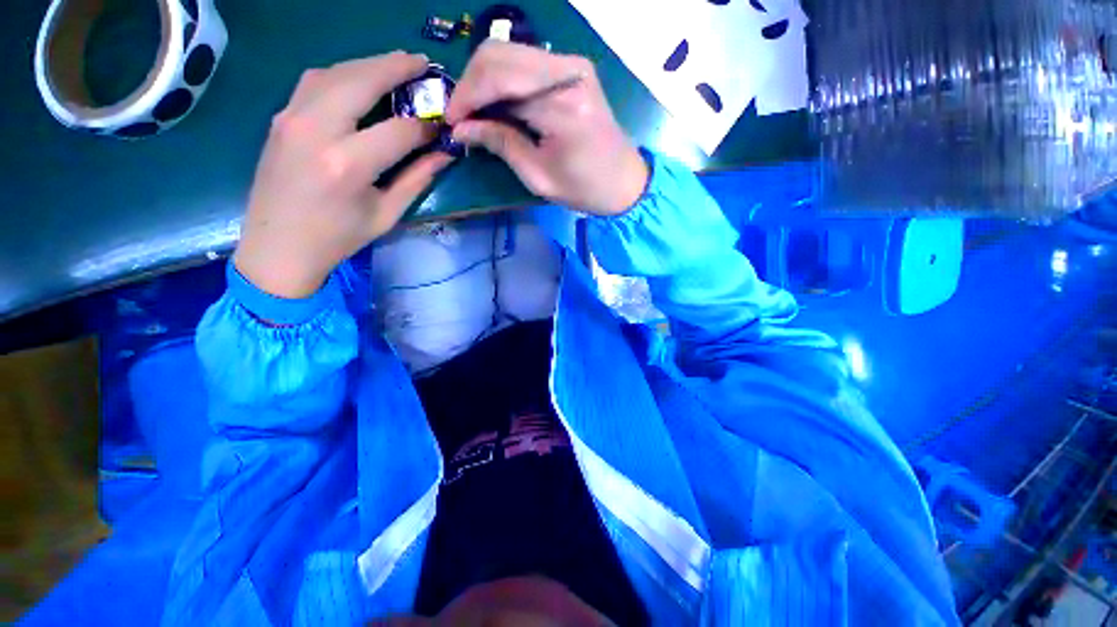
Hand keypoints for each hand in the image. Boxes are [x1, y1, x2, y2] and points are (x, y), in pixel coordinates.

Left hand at [234, 52, 452, 298]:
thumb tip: (444, 154)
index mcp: (348, 164)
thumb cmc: (338, 238)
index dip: (426, 126)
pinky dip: (343, 73)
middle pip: (362, 80)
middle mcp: (316, 130)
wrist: (276, 246)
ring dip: (369, 64)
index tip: (443, 125)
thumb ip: (416, 179)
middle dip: (398, 68)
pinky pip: (314, 81)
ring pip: (335, 71)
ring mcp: (291, 118)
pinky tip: (360, 81)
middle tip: (424, 63)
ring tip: (396, 66)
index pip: (399, 129)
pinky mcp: (280, 117)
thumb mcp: (386, 214)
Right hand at [446, 42, 647, 215]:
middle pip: (498, 54)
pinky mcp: (573, 68)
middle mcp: (567, 71)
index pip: (497, 80)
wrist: (624, 181)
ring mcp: (572, 65)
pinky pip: (525, 62)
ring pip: (509, 53)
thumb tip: (461, 129)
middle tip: (461, 118)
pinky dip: (504, 81)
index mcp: (561, 104)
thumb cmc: (585, 188)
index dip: (466, 98)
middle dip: (470, 85)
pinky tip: (499, 105)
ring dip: (485, 80)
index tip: (450, 122)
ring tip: (477, 114)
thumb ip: (501, 144)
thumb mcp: (539, 177)